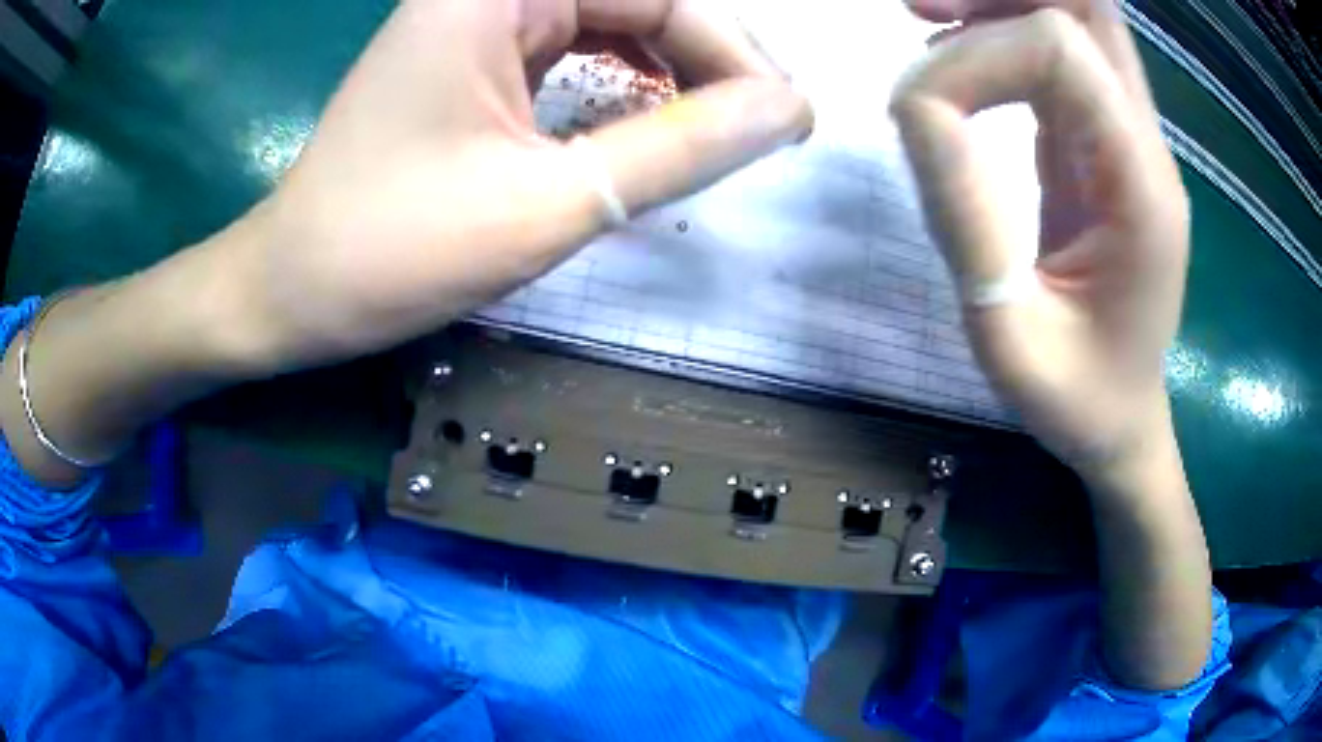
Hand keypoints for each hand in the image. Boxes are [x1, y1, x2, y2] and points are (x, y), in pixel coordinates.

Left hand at [233, 0, 811, 367]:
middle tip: (761, 131)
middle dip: (708, 61)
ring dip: (672, 70)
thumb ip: (680, 147)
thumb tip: (788, 110)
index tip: (788, 122)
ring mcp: (476, 18)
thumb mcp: (548, 202)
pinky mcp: (470, 55)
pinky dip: (622, 81)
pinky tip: (644, 120)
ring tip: (715, 130)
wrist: (291, 290)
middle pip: (638, 0)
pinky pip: (574, 45)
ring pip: (611, 20)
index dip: (737, 54)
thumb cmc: (391, 250)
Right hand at [890, 0, 1188, 473]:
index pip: (1061, 49)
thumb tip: (915, 106)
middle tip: (921, 11)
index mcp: (1142, 187)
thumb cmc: (1077, 400)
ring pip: (1075, 18)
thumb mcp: (1009, 338)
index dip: (978, 55)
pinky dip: (1003, 34)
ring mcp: (1128, 139)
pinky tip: (953, 57)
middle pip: (1086, 7)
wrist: (1123, 422)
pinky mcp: (1103, 146)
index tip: (919, 113)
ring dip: (1000, 5)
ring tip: (926, 19)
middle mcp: (1145, 144)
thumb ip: (968, 219)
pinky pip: (1060, 57)